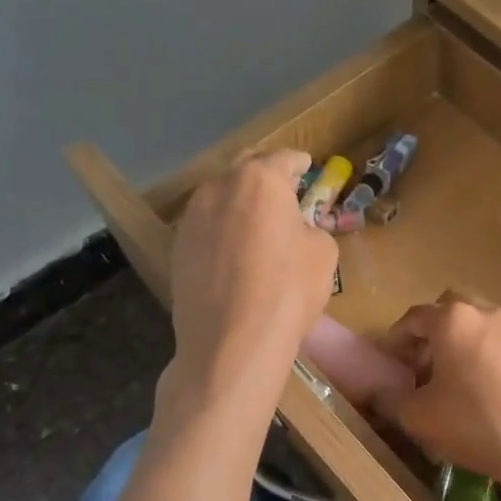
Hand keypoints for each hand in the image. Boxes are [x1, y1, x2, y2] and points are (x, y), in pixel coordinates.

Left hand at [168, 151, 335, 388]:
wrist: (232, 342)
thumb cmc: (288, 289)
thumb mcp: (323, 253)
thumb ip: (310, 228)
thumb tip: (297, 230)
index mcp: (260, 180)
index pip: (283, 158)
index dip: (299, 163)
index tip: (307, 167)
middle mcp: (219, 188)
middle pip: (244, 169)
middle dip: (264, 175)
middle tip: (281, 190)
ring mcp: (192, 217)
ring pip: (220, 197)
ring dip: (239, 202)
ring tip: (256, 223)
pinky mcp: (177, 247)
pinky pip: (206, 226)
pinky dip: (222, 229)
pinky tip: (234, 251)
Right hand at [383, 297, 500, 500]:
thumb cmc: (476, 427)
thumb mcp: (419, 418)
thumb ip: (391, 399)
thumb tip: (379, 391)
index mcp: (454, 321)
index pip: (415, 316)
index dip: (398, 336)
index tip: (392, 358)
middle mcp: (490, 314)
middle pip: (454, 309)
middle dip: (436, 330)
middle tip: (427, 362)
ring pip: (487, 325)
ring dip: (469, 342)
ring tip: (463, 378)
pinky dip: (498, 358)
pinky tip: (498, 392)